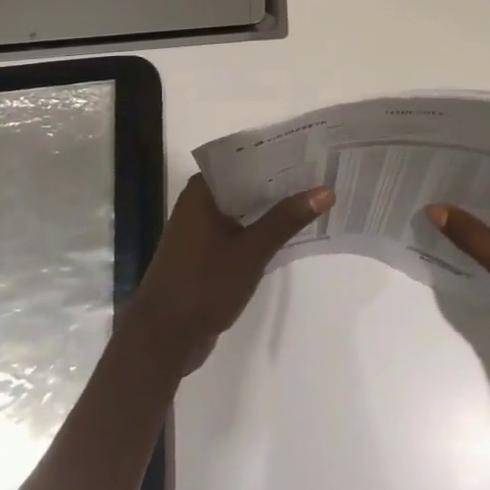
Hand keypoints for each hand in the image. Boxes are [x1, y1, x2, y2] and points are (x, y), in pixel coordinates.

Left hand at [123, 174, 334, 373]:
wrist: (163, 339)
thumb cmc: (203, 286)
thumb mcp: (251, 251)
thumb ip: (286, 219)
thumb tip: (325, 190)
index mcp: (203, 191)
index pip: (245, 158)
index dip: (278, 153)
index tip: (312, 150)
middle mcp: (199, 203)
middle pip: (246, 183)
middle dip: (280, 182)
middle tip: (322, 174)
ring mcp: (201, 229)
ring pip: (244, 208)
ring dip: (272, 206)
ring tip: (314, 198)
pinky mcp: (206, 252)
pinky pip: (239, 229)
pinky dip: (261, 228)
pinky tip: (290, 231)